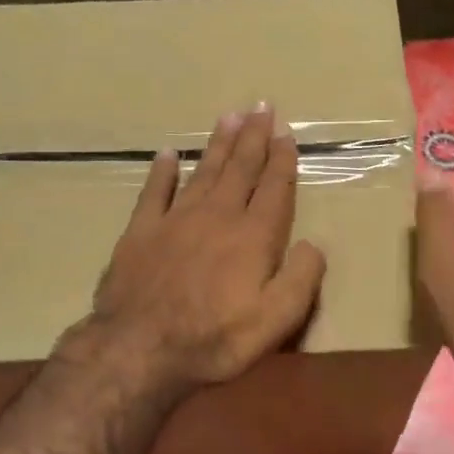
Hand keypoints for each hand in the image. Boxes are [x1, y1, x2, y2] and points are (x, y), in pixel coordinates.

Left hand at [76, 104, 326, 401]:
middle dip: (252, 137)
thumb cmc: (213, 339)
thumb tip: (314, 244)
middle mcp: (217, 216)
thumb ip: (301, 279)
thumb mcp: (275, 321)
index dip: (282, 160)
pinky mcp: (141, 230)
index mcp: (252, 237)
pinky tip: (169, 153)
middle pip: (239, 168)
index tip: (286, 134)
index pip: (273, 189)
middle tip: (260, 106)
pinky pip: (154, 191)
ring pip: (203, 171)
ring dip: (217, 144)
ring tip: (228, 117)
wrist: (140, 347)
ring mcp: (175, 219)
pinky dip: (162, 170)